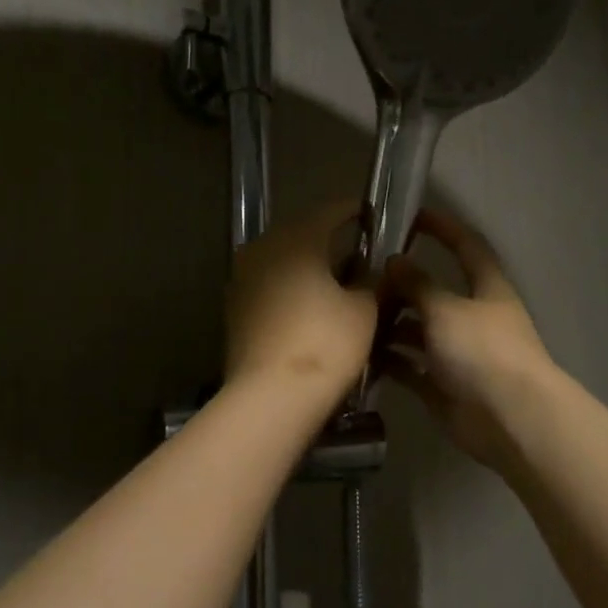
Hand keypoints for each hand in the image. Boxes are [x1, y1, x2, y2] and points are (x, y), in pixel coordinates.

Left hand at [226, 201, 377, 405]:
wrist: (271, 396)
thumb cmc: (325, 344)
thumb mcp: (364, 310)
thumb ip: (370, 281)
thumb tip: (367, 272)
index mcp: (296, 239)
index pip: (330, 211)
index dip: (354, 211)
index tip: (372, 215)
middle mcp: (262, 248)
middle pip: (302, 235)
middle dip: (329, 242)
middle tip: (358, 255)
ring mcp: (242, 279)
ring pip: (282, 261)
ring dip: (308, 268)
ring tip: (336, 285)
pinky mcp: (235, 309)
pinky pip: (269, 286)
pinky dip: (291, 290)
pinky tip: (310, 309)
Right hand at [378, 210, 557, 472]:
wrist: (508, 418)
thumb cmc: (483, 351)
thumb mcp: (446, 308)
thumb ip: (418, 284)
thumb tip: (395, 261)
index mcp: (487, 288)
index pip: (466, 247)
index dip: (444, 228)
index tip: (414, 214)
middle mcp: (473, 317)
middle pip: (435, 293)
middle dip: (404, 285)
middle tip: (363, 277)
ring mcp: (458, 353)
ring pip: (419, 331)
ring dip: (392, 325)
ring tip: (354, 317)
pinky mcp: (443, 385)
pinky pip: (411, 367)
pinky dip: (390, 360)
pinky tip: (360, 353)